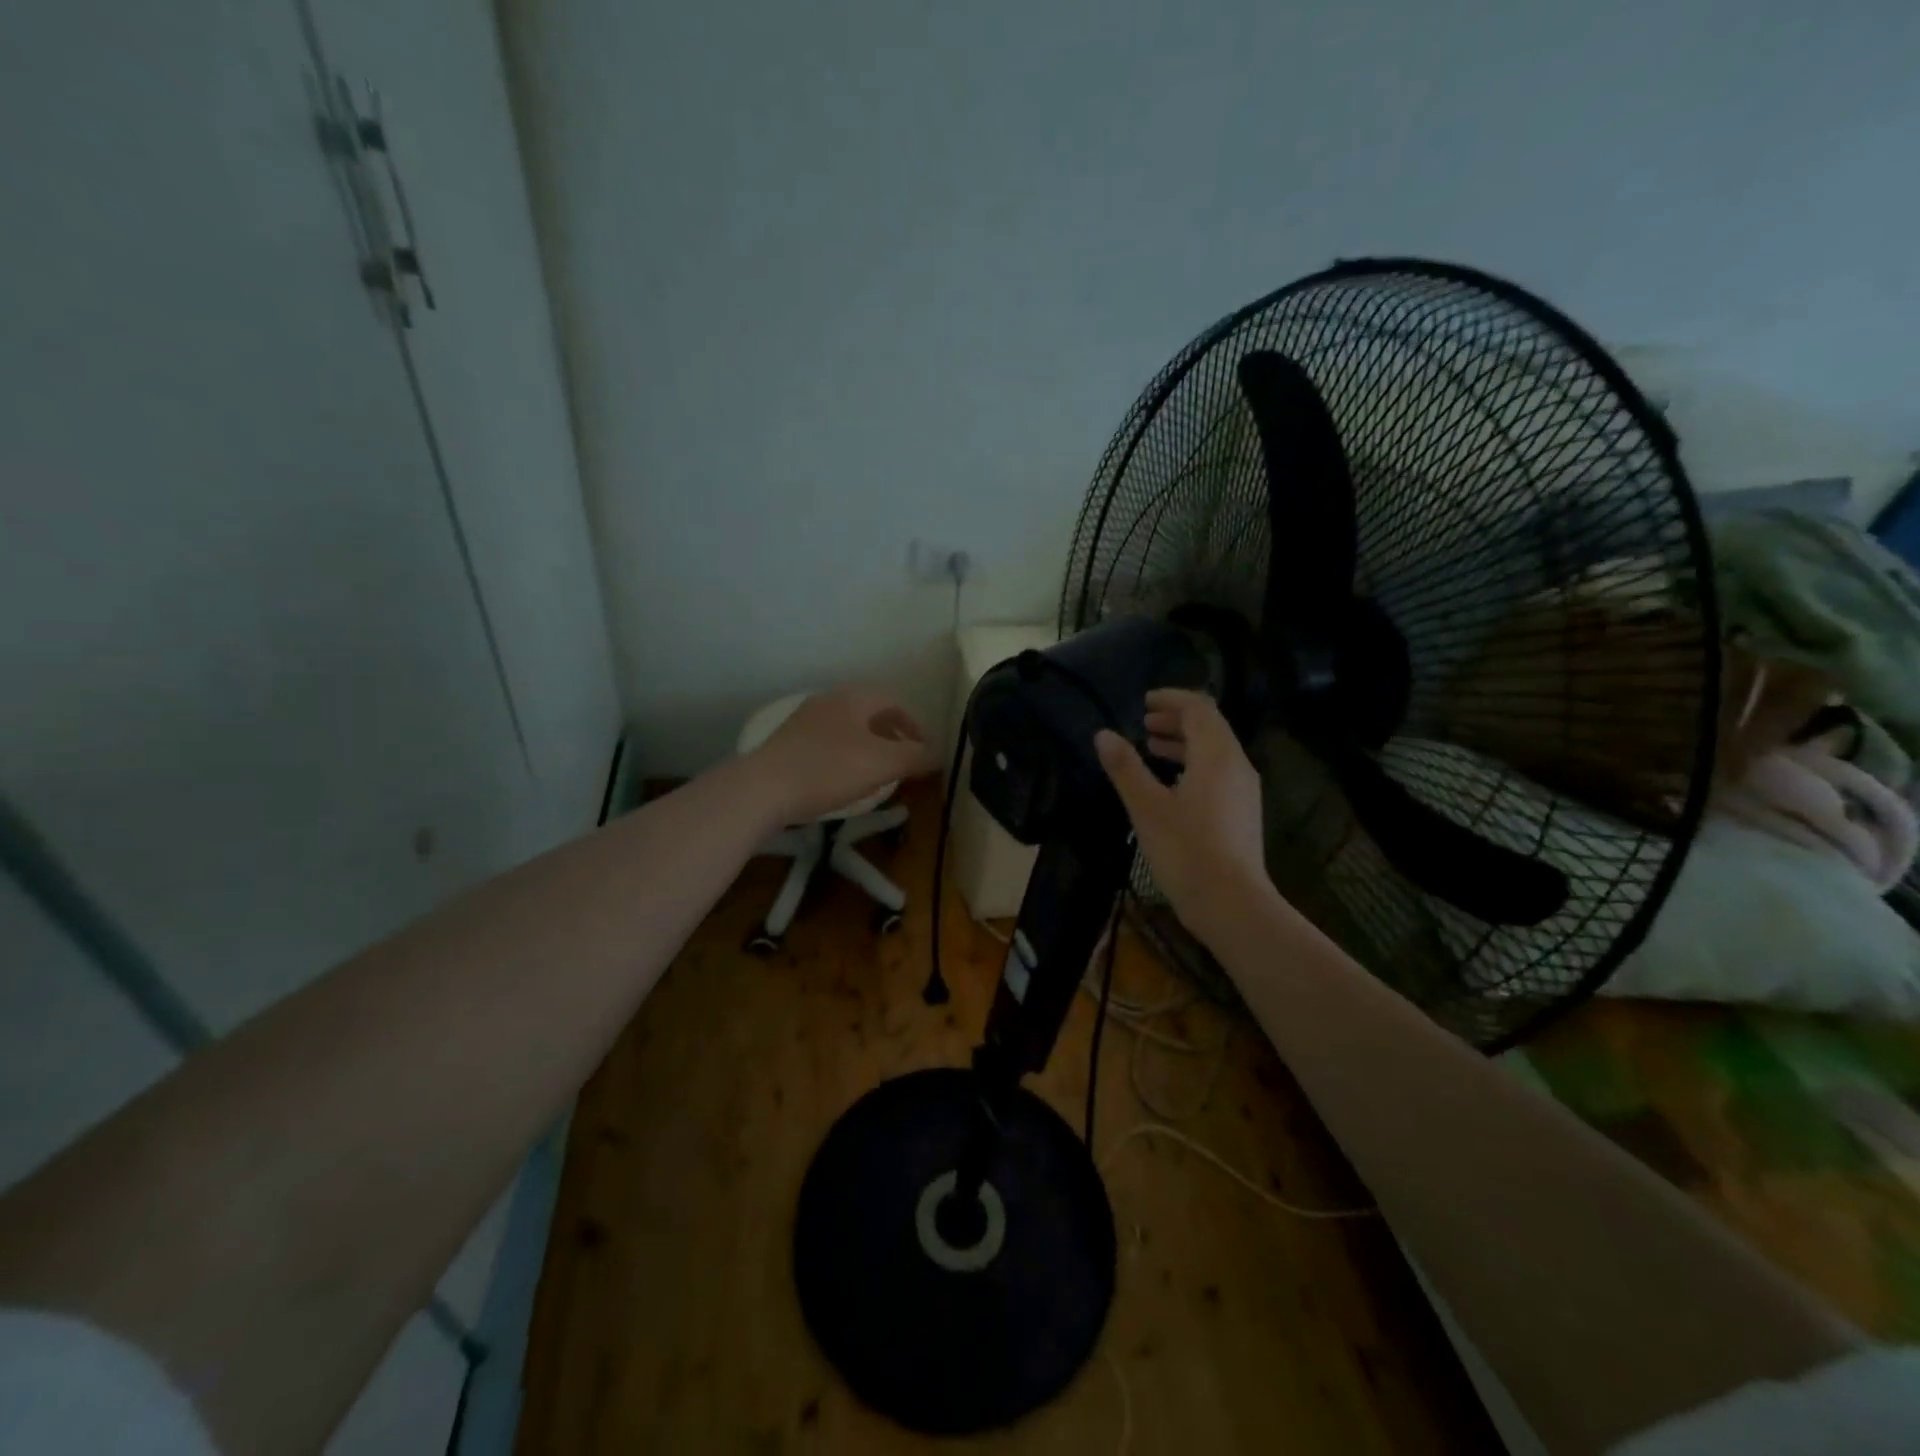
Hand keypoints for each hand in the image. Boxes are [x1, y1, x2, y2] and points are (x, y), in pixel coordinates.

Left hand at [746, 687, 937, 824]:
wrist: (763, 789)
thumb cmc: (829, 770)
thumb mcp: (882, 764)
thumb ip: (915, 756)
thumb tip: (938, 754)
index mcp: (853, 698)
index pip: (894, 702)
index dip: (916, 725)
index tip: (925, 750)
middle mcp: (828, 701)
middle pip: (870, 713)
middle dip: (893, 735)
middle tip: (905, 760)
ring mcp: (805, 720)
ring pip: (849, 728)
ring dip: (869, 746)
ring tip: (878, 772)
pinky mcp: (788, 742)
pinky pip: (829, 742)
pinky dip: (846, 755)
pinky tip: (844, 779)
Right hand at [1094, 688, 1270, 943]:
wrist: (1232, 904)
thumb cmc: (1186, 851)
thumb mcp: (1146, 807)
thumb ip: (1125, 767)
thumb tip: (1103, 734)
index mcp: (1217, 756)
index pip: (1199, 708)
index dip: (1171, 699)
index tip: (1144, 701)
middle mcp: (1237, 765)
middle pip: (1210, 726)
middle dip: (1176, 719)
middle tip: (1144, 722)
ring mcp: (1244, 790)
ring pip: (1215, 751)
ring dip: (1183, 742)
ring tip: (1151, 748)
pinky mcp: (1242, 813)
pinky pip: (1218, 772)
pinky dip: (1193, 764)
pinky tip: (1170, 783)